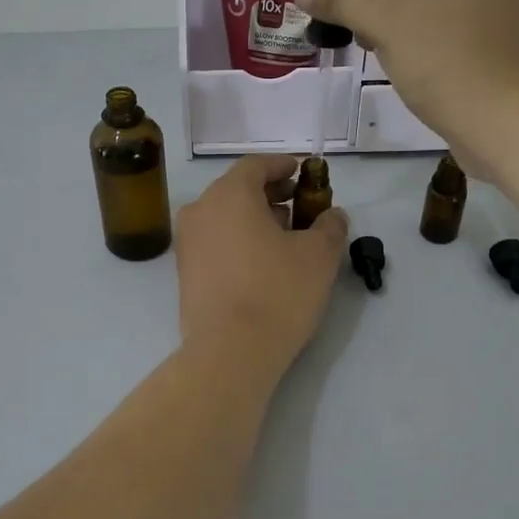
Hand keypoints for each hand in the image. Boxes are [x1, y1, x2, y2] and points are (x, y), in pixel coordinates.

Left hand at [176, 155, 347, 373]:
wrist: (229, 352)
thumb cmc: (277, 292)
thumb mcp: (319, 256)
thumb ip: (329, 227)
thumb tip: (333, 216)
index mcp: (229, 194)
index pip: (255, 166)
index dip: (282, 166)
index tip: (302, 172)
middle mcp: (200, 210)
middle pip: (237, 190)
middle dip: (270, 194)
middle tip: (299, 206)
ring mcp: (187, 243)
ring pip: (224, 217)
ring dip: (254, 219)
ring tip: (285, 237)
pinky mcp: (185, 273)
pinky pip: (215, 242)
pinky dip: (237, 240)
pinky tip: (262, 262)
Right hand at [295, 0, 518, 170]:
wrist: (508, 126)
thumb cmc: (448, 61)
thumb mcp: (387, 22)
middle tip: (335, 20)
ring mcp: (503, 7)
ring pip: (432, 0)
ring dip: (391, 17)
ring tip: (358, 40)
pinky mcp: (501, 44)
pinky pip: (449, 27)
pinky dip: (417, 35)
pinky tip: (393, 57)